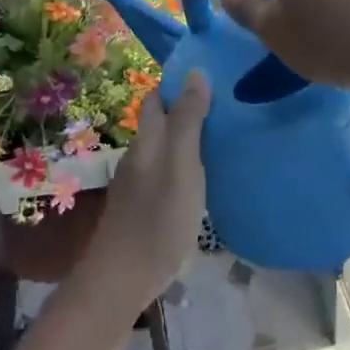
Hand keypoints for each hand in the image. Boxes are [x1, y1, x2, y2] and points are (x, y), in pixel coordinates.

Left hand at [83, 70, 211, 307]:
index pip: (158, 97)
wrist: (123, 277)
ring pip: (163, 147)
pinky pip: (165, 171)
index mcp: (148, 139)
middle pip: (160, 122)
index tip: (212, 77)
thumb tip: (195, 72)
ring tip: (222, 138)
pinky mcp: (143, 206)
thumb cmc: (158, 217)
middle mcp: (139, 155)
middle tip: (226, 107)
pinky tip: (204, 175)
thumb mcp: (182, 164)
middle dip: (185, 109)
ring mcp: (138, 182)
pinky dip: (184, 164)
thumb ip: (188, 120)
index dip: (179, 84)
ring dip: (187, 138)